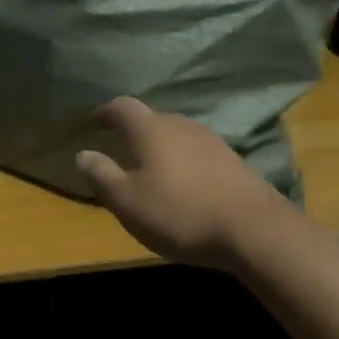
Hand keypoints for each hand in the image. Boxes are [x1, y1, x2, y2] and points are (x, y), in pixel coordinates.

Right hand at [74, 97, 286, 266]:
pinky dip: (184, 161)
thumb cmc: (180, 213)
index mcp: (151, 130)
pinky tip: (184, 183)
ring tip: (152, 166)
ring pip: (178, 135)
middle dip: (135, 130)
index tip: (94, 119)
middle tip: (121, 146)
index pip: (123, 107)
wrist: (256, 231)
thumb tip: (83, 154)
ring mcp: (213, 142)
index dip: (106, 111)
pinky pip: (198, 153)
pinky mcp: (234, 162)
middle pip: (152, 118)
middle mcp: (182, 126)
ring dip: (162, 146)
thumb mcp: (128, 201)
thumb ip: (102, 175)